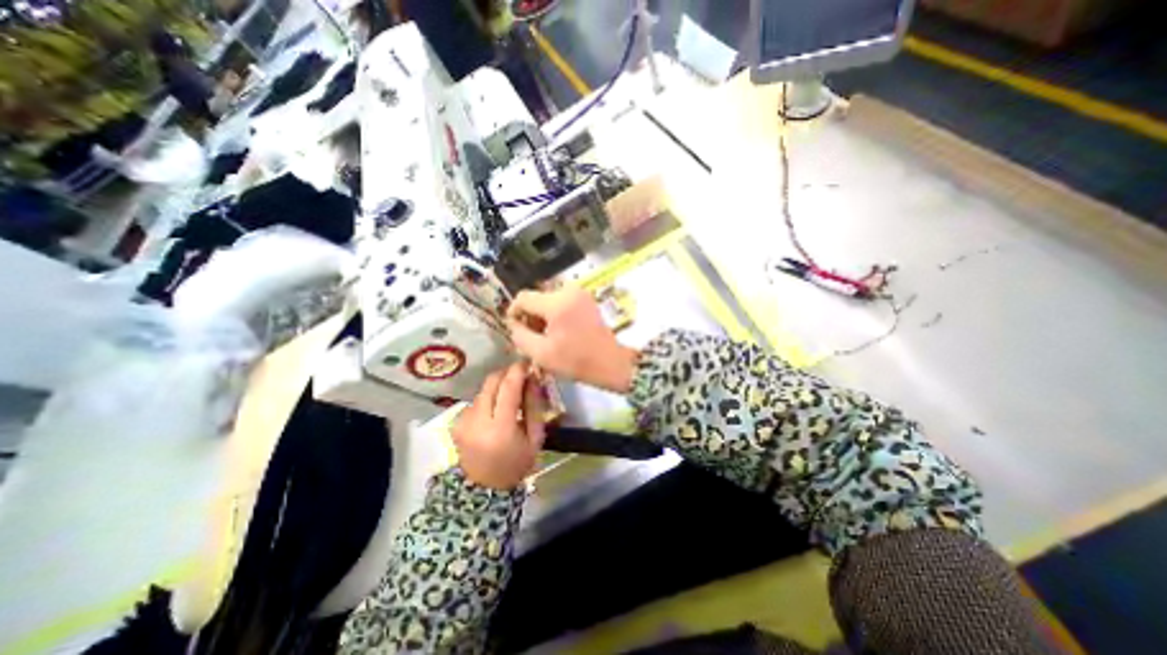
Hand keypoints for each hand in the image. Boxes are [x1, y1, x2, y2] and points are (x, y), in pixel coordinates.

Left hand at [454, 366, 549, 487]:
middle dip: (506, 373)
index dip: (518, 370)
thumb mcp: (535, 438)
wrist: (484, 488)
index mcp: (500, 428)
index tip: (527, 362)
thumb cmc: (516, 464)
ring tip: (511, 393)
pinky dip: (489, 397)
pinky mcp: (456, 422)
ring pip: (483, 389)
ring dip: (498, 385)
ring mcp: (463, 421)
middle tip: (521, 374)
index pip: (508, 387)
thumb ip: (534, 406)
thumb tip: (533, 378)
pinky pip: (476, 399)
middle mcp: (477, 420)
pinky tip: (497, 407)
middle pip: (491, 382)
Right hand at [510, 286, 637, 392]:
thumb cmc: (576, 360)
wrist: (610, 362)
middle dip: (530, 316)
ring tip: (545, 336)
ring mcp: (580, 293)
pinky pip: (561, 301)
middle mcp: (568, 291)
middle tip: (531, 337)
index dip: (514, 312)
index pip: (523, 298)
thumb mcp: (541, 353)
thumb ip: (520, 336)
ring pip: (548, 299)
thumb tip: (514, 324)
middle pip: (536, 297)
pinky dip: (555, 313)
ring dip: (542, 315)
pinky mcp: (586, 299)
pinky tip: (558, 331)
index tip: (515, 329)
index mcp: (557, 303)